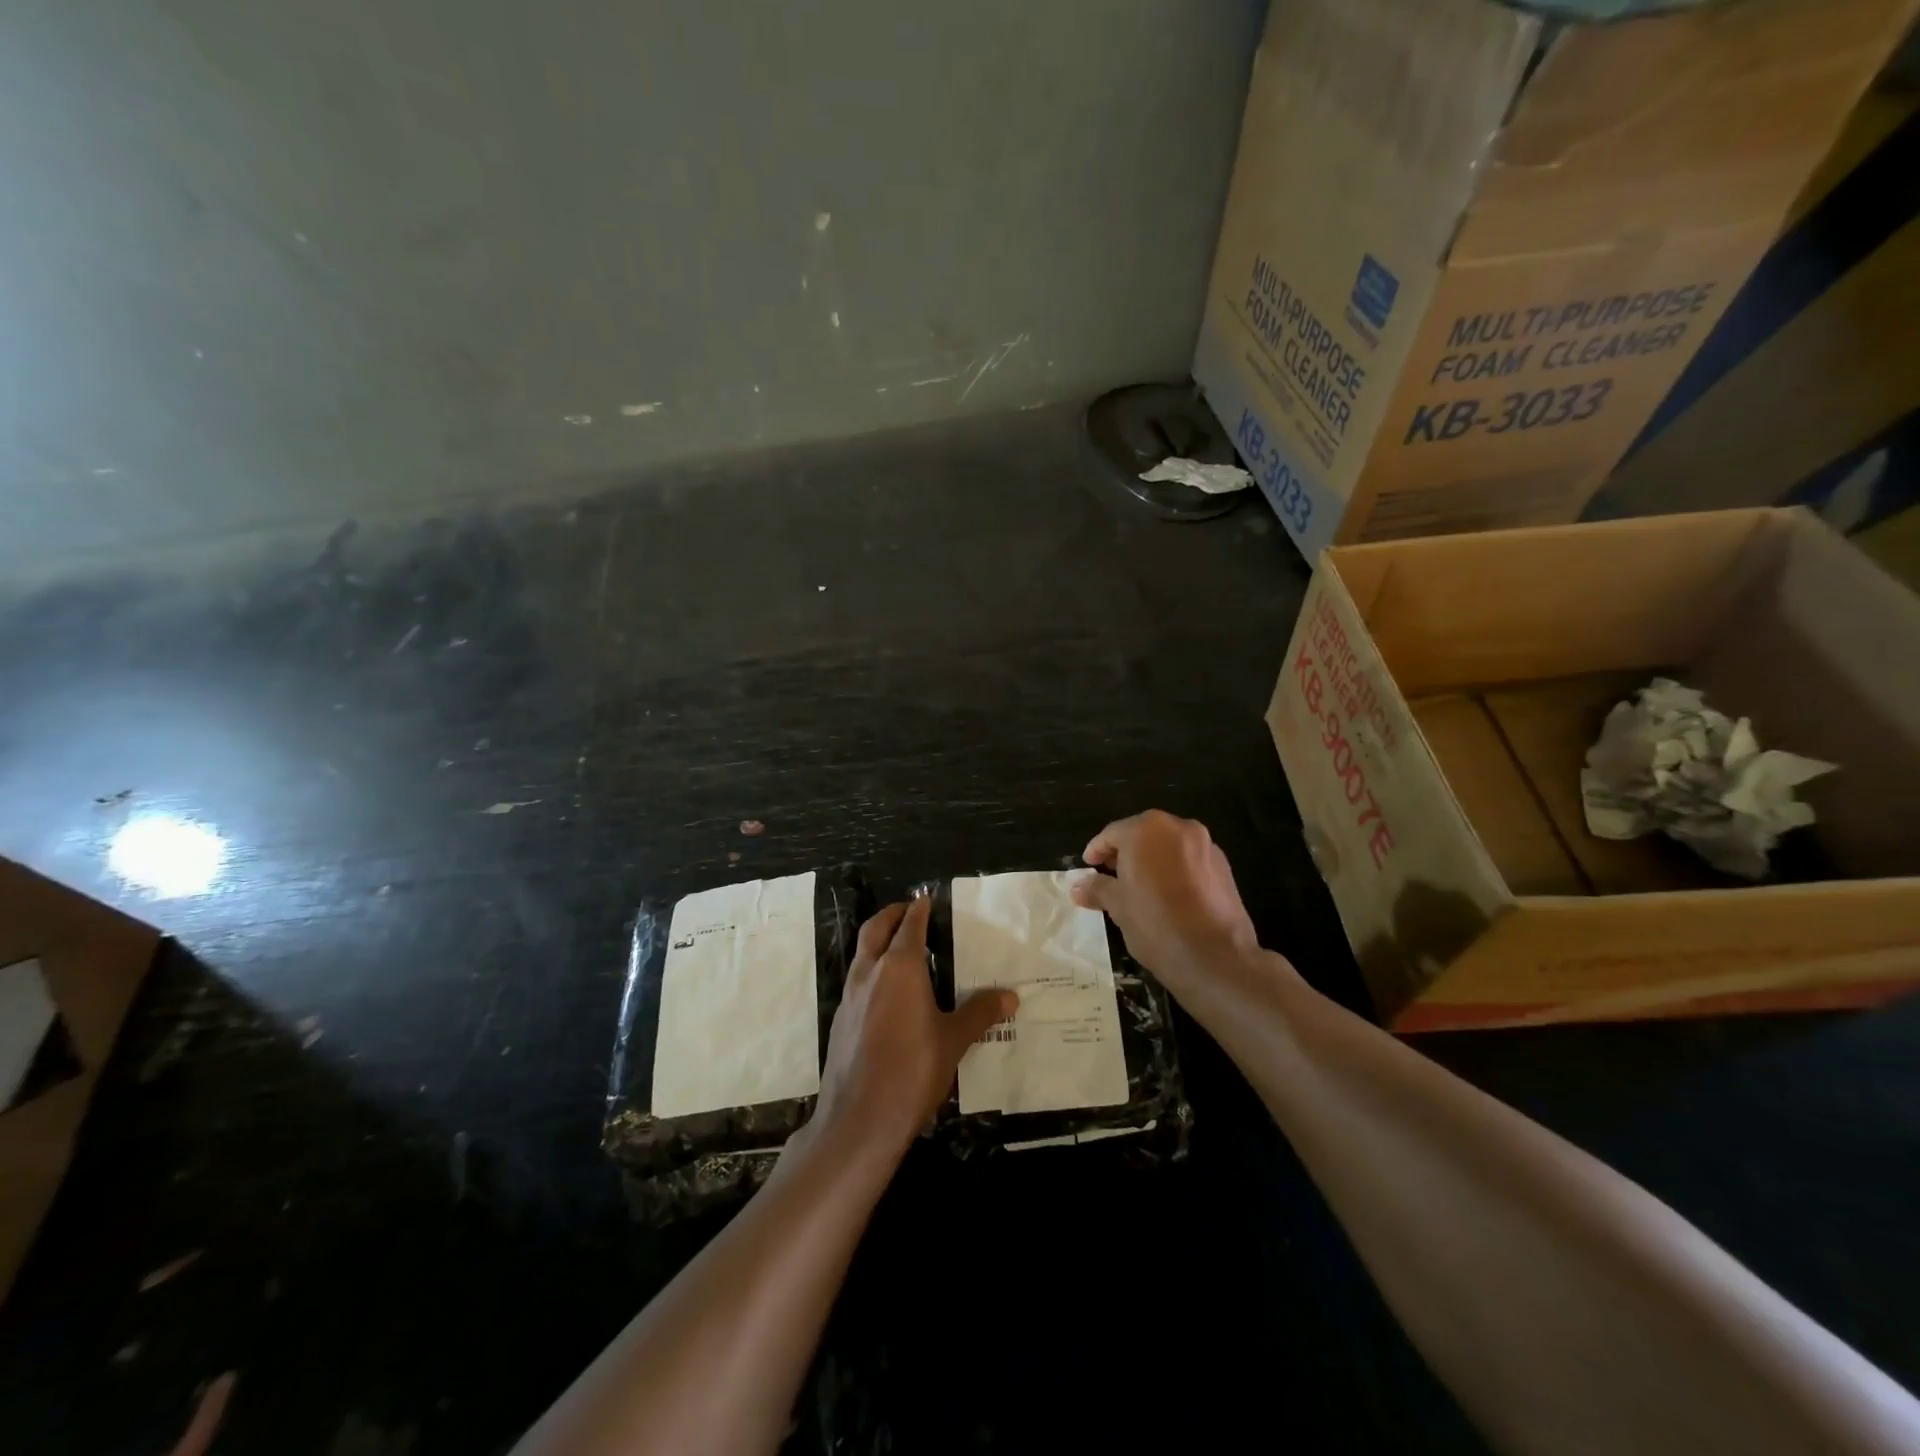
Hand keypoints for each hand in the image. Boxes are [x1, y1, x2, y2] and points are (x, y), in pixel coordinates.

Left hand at [811, 898, 1017, 1161]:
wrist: (859, 1119)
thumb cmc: (912, 1070)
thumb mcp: (954, 1041)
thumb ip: (980, 1013)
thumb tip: (1011, 996)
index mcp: (900, 967)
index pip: (910, 925)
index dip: (919, 909)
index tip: (927, 899)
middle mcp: (870, 972)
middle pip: (876, 928)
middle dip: (892, 914)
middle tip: (909, 910)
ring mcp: (850, 996)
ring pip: (862, 953)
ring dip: (878, 941)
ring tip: (900, 947)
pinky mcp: (840, 1019)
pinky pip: (857, 980)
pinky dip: (871, 970)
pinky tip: (887, 993)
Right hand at [1071, 811, 1263, 992]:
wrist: (1216, 958)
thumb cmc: (1156, 925)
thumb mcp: (1118, 907)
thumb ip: (1098, 888)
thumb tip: (1078, 886)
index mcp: (1146, 830)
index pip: (1112, 834)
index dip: (1097, 851)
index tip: (1088, 867)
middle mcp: (1178, 827)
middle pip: (1142, 834)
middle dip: (1125, 853)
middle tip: (1111, 875)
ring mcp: (1206, 845)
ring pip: (1168, 846)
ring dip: (1151, 860)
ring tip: (1139, 887)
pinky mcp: (1225, 866)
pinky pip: (1190, 860)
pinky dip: (1175, 869)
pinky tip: (1169, 895)